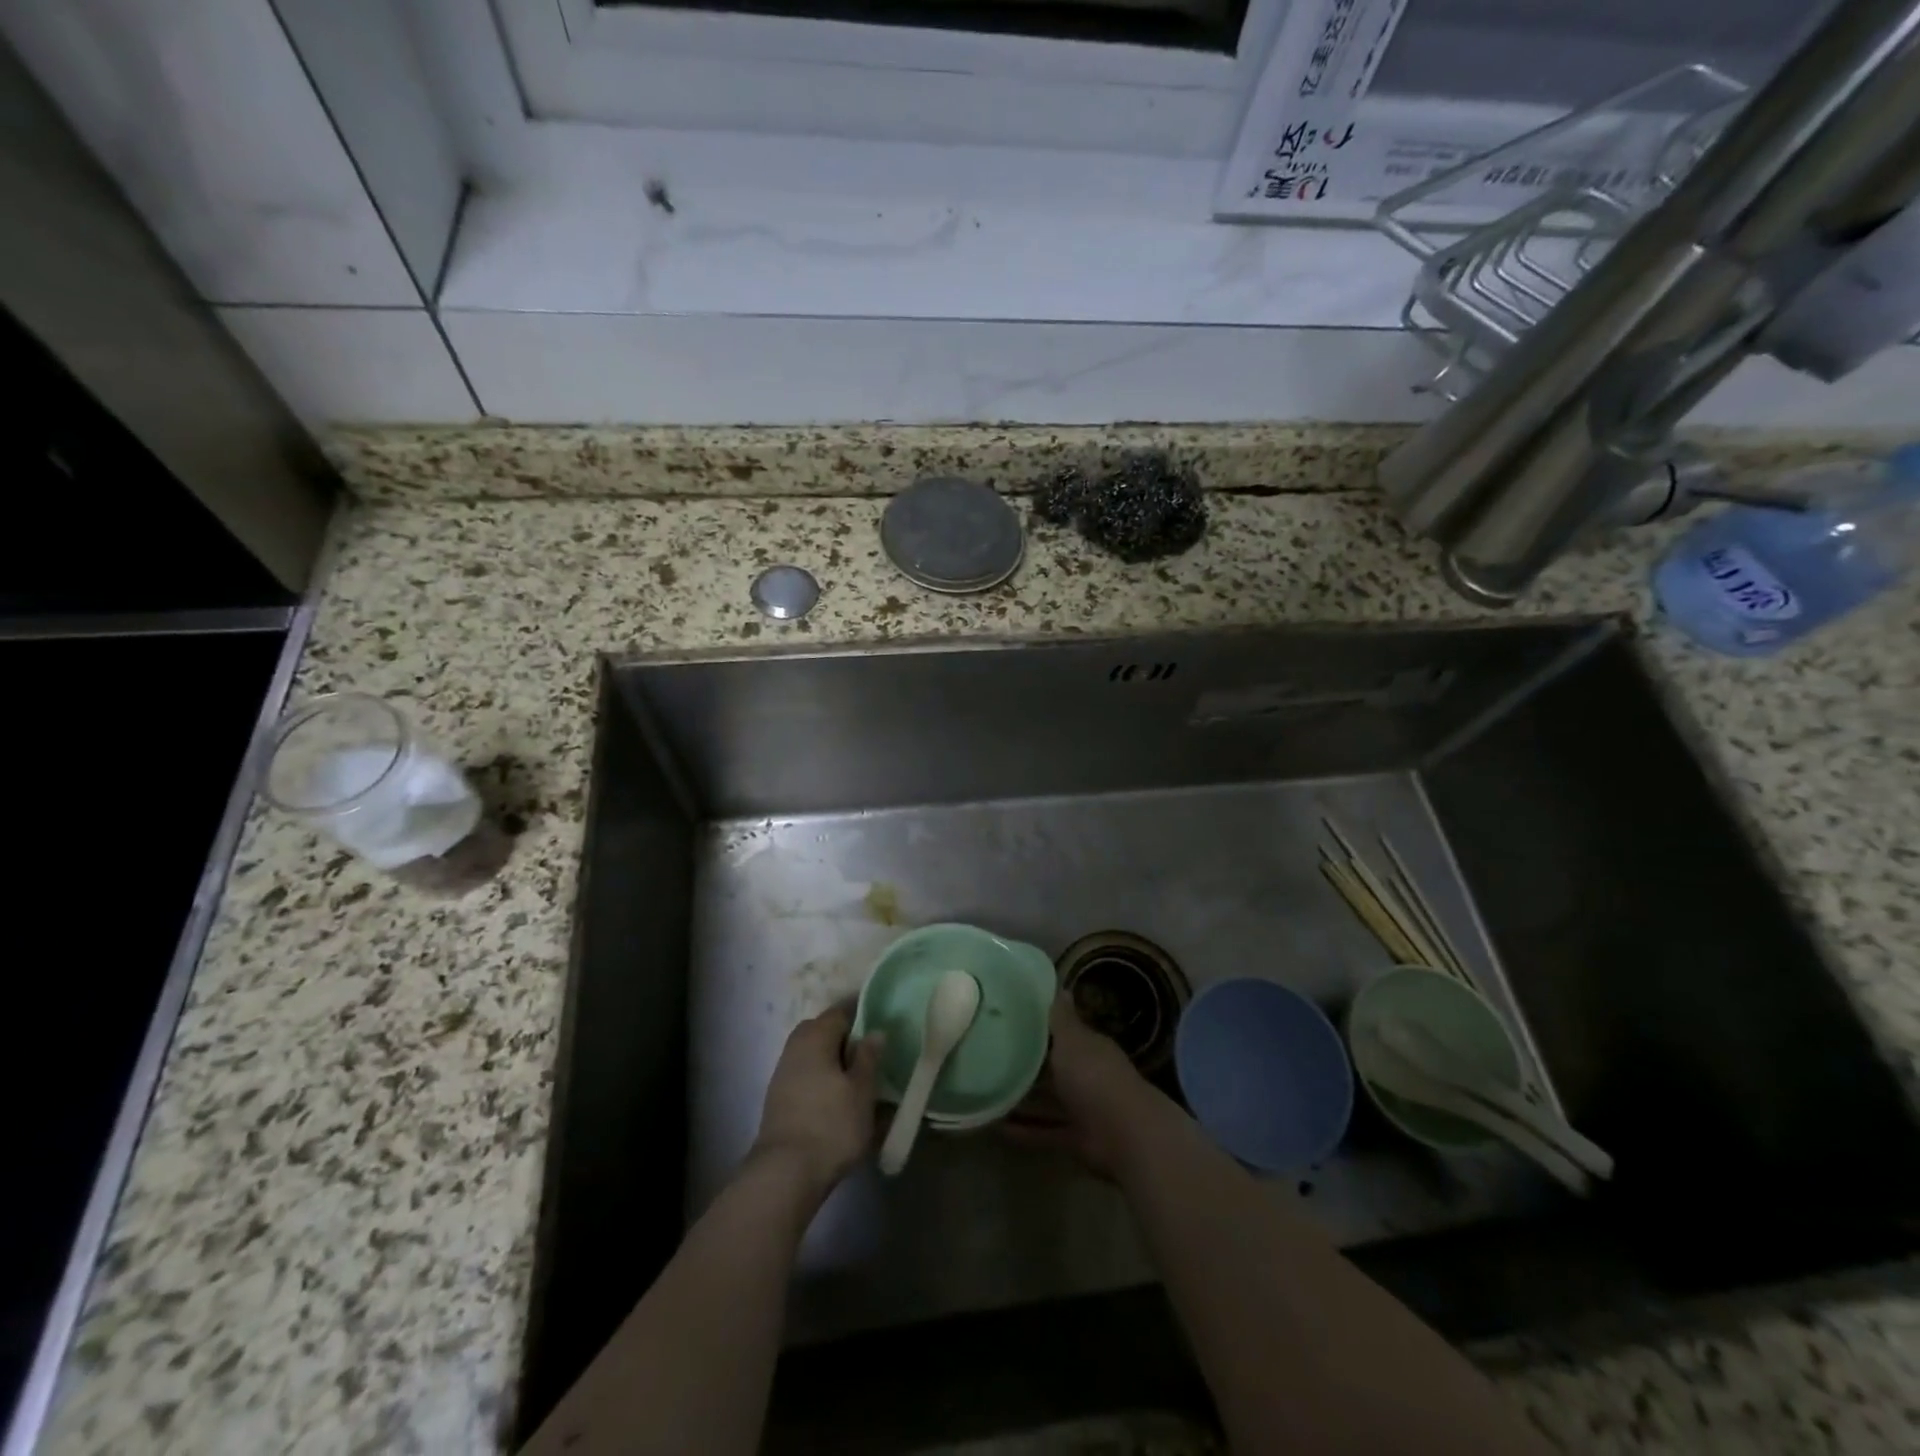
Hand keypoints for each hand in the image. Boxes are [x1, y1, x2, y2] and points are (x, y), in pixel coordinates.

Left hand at [750, 1003, 884, 1196]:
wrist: (786, 1172)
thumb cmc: (832, 1124)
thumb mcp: (862, 1090)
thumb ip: (869, 1056)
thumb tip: (874, 1031)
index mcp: (815, 1036)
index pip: (841, 1011)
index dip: (862, 1013)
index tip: (882, 1022)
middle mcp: (795, 1046)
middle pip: (823, 1030)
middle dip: (846, 1037)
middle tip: (870, 1052)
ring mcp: (783, 1072)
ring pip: (813, 1054)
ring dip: (833, 1060)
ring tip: (857, 1078)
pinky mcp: (778, 1097)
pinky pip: (806, 1074)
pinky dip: (822, 1078)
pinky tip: (836, 1097)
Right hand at [1004, 994, 1158, 1176]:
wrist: (1124, 1135)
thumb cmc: (1094, 1076)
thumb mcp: (1072, 1040)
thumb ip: (1061, 1017)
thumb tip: (1060, 985)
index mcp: (1088, 1047)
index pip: (1062, 1032)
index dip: (1037, 1026)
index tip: (1007, 1020)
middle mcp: (1087, 1075)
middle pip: (1053, 1066)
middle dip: (1026, 1063)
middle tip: (989, 1056)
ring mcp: (1083, 1108)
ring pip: (1048, 1100)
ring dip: (1023, 1099)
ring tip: (987, 1093)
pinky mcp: (1076, 1139)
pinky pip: (1045, 1132)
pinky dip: (1025, 1131)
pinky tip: (996, 1128)